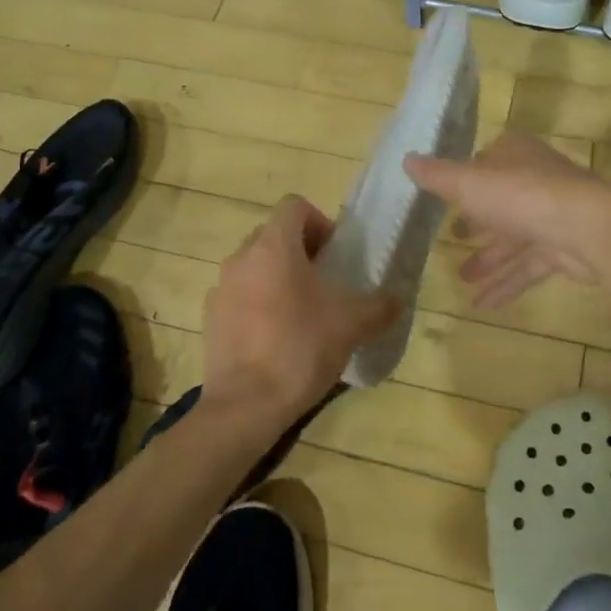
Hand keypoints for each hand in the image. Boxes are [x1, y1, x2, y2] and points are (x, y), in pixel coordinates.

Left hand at [200, 196, 398, 435]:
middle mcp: (241, 258)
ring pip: (255, 266)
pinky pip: (239, 295)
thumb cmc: (301, 349)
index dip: (319, 222)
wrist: (246, 405)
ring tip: (302, 312)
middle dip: (301, 251)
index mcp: (273, 247)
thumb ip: (380, 305)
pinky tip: (277, 337)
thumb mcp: (352, 324)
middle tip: (325, 283)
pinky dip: (258, 303)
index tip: (335, 255)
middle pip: (273, 235)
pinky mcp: (211, 318)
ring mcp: (221, 288)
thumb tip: (399, 297)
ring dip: (279, 277)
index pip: (294, 206)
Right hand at [405, 133, 610, 308]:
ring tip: (463, 279)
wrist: (587, 227)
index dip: (467, 179)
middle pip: (501, 202)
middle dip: (477, 223)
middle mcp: (535, 181)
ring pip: (514, 239)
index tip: (448, 198)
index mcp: (514, 156)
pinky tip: (483, 305)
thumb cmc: (520, 195)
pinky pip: (529, 267)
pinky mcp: (564, 249)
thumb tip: (406, 159)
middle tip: (454, 239)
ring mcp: (552, 216)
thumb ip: (437, 176)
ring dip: (489, 259)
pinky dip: (507, 284)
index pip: (486, 161)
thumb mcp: (468, 182)